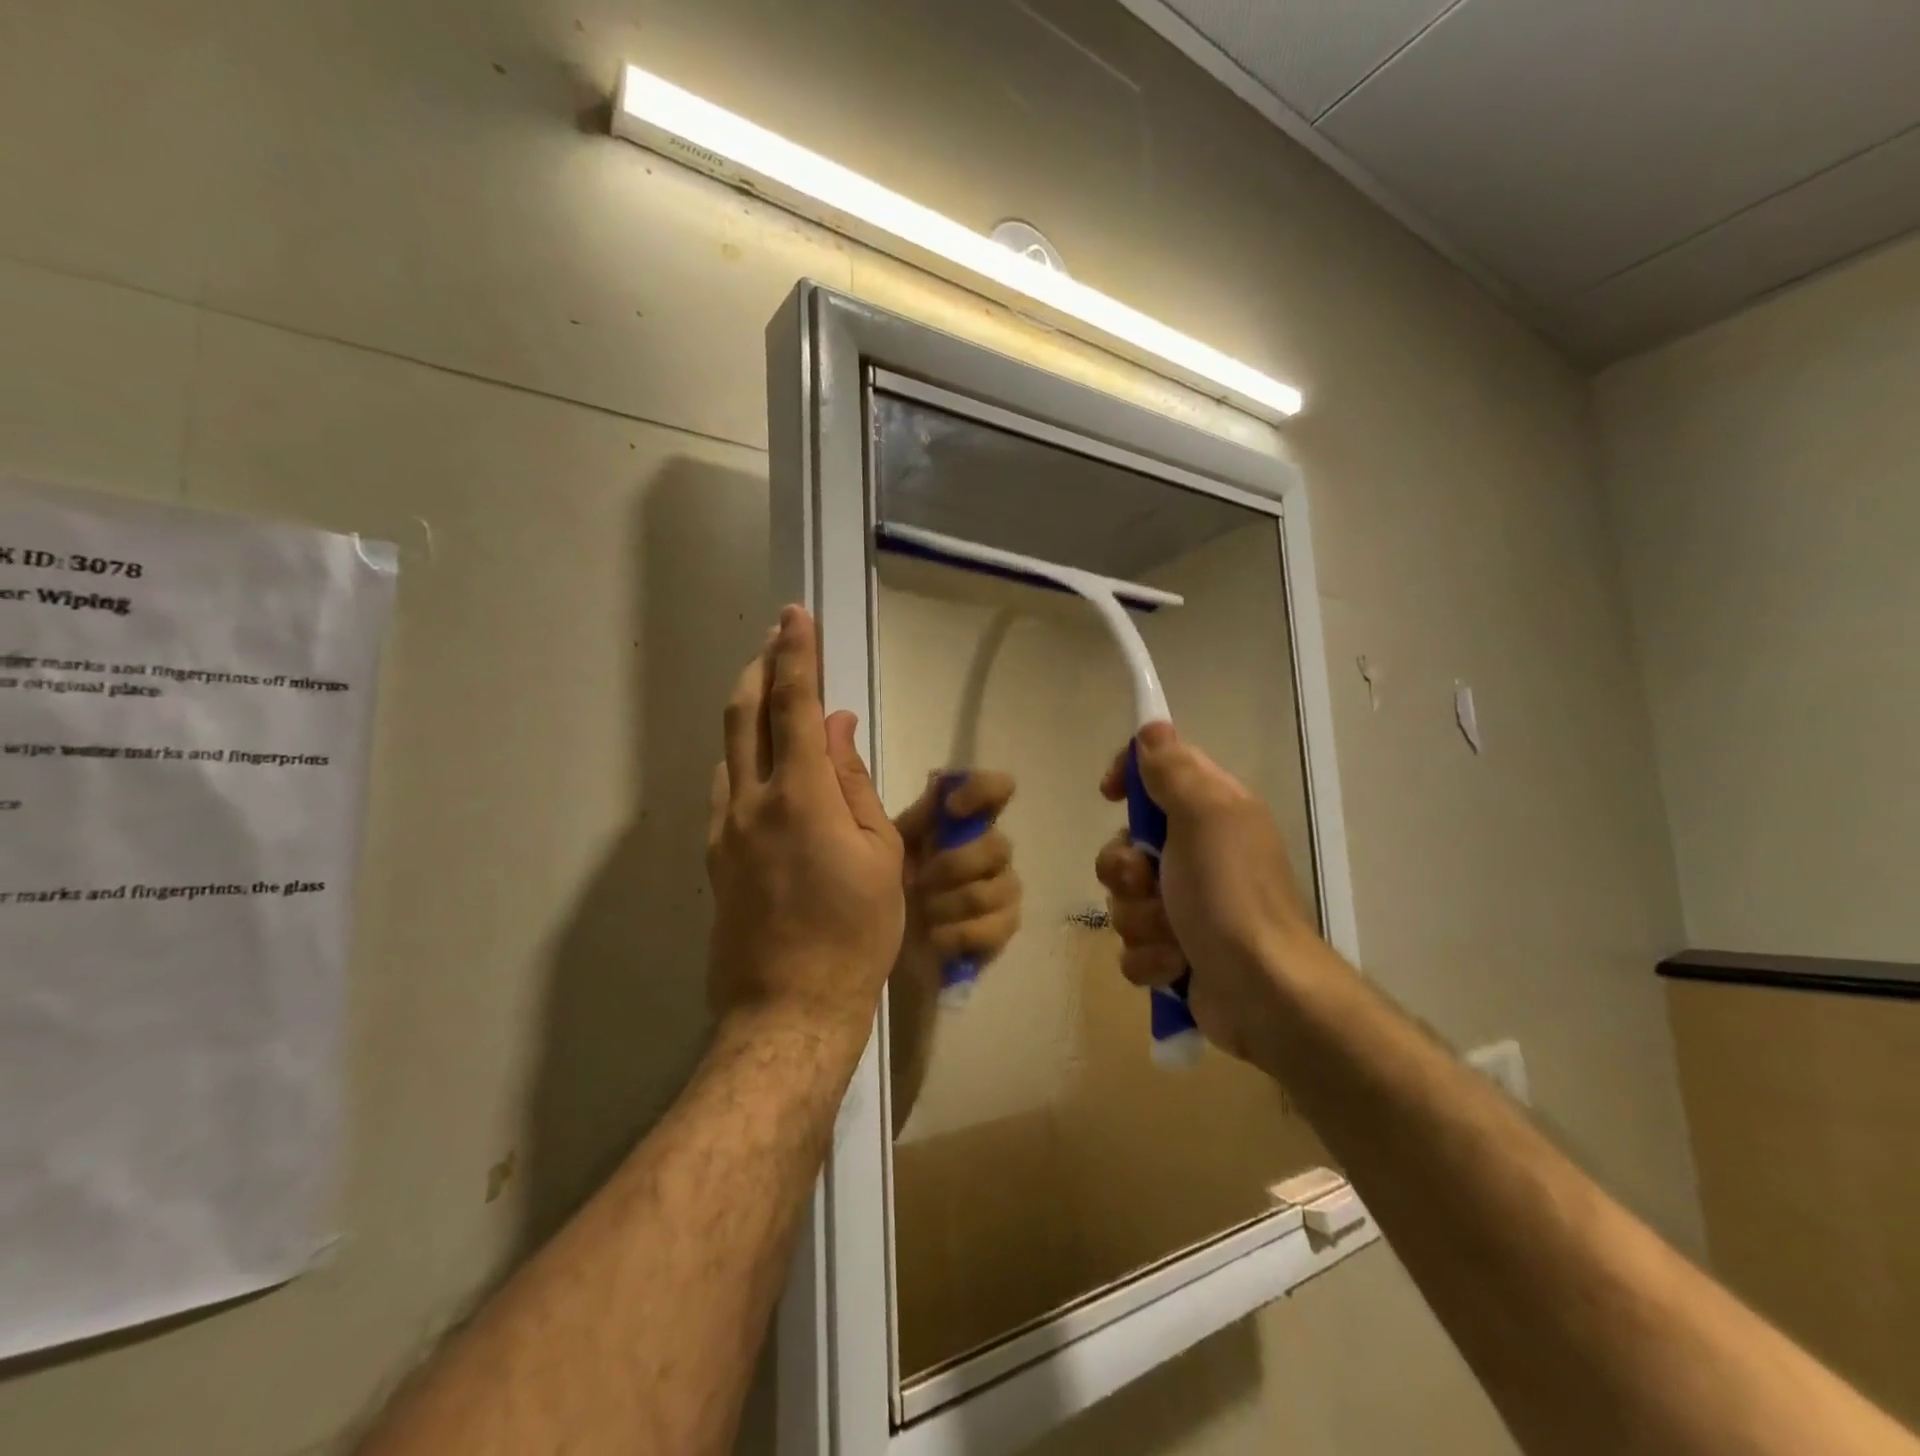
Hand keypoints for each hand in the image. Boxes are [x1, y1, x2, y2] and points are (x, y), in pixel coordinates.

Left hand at [706, 606, 904, 1036]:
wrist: (790, 1006)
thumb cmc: (855, 932)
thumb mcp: (879, 854)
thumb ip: (852, 782)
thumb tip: (838, 727)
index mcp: (801, 797)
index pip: (794, 706)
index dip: (796, 655)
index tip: (795, 616)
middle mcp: (751, 802)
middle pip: (744, 715)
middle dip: (760, 669)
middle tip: (775, 641)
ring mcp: (725, 830)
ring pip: (729, 750)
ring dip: (748, 712)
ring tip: (771, 697)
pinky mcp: (716, 857)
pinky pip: (726, 788)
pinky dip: (744, 759)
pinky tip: (762, 767)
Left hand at [893, 771, 1021, 981]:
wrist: (878, 954)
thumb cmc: (879, 890)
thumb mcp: (880, 844)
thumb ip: (903, 807)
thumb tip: (917, 764)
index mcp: (959, 824)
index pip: (996, 790)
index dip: (982, 790)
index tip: (952, 807)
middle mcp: (988, 850)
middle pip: (999, 844)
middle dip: (954, 865)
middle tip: (920, 881)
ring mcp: (1000, 891)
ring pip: (1000, 886)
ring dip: (952, 902)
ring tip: (924, 913)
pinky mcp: (1002, 929)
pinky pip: (998, 925)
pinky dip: (959, 933)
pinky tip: (937, 937)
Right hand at [1095, 722, 1317, 1063]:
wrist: (1264, 993)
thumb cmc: (1231, 896)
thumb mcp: (1205, 817)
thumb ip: (1174, 770)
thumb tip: (1152, 728)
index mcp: (1211, 813)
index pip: (1158, 772)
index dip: (1129, 777)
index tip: (1110, 793)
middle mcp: (1197, 854)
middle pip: (1125, 844)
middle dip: (1126, 870)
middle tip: (1149, 882)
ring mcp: (1184, 906)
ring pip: (1124, 898)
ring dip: (1140, 919)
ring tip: (1173, 936)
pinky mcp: (1175, 953)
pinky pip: (1133, 945)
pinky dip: (1150, 958)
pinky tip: (1176, 967)